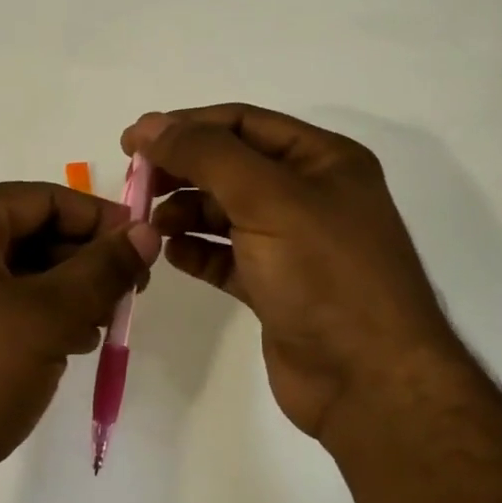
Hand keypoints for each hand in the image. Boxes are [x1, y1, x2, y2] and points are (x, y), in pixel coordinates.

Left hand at [0, 182, 159, 502]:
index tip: (145, 248)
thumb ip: (102, 270)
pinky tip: (67, 346)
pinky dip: (31, 318)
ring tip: (102, 326)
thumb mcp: (48, 317)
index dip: (100, 220)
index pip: (42, 198)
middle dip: (82, 263)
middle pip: (26, 233)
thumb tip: (146, 232)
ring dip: (62, 294)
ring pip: (11, 273)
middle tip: (129, 294)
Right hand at [122, 105, 460, 444]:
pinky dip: (197, 251)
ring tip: (152, 225)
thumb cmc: (324, 275)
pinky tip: (173, 254)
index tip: (133, 140)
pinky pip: (226, 256)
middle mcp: (309, 195)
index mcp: (322, 160)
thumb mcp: (267, 198)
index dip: (185, 125)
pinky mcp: (276, 286)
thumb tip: (149, 126)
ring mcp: (293, 243)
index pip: (242, 123)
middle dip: (182, 170)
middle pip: (230, 166)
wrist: (368, 380)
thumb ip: (206, 155)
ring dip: (185, 212)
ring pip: (225, 212)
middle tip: (136, 184)